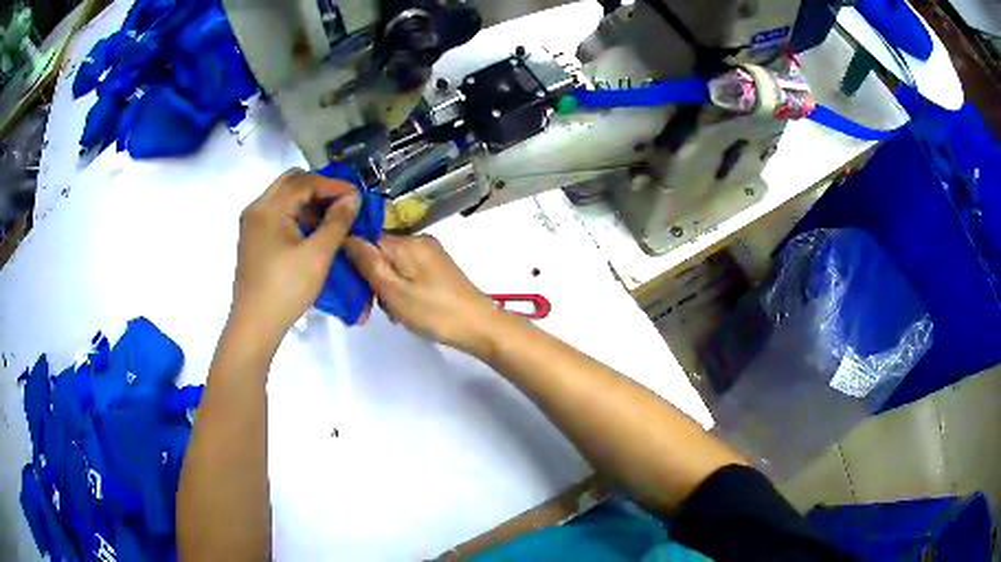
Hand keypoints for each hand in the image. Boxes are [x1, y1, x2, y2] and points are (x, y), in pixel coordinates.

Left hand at [230, 169, 360, 346]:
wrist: (254, 326)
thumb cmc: (285, 289)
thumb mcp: (317, 255)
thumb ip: (337, 222)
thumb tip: (353, 198)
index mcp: (268, 208)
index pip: (304, 182)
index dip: (333, 185)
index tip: (358, 196)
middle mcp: (257, 209)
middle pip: (291, 183)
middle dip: (319, 188)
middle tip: (343, 202)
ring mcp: (252, 225)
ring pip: (284, 198)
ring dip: (308, 201)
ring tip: (332, 217)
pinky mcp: (253, 240)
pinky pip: (278, 215)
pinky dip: (297, 215)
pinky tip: (313, 231)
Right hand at [344, 234, 503, 356]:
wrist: (480, 326)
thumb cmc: (434, 312)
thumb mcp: (394, 291)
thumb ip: (368, 263)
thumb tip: (346, 236)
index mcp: (406, 242)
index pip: (366, 239)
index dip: (352, 260)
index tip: (349, 286)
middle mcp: (418, 241)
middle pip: (379, 252)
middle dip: (370, 279)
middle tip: (370, 309)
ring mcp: (429, 254)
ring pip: (392, 265)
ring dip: (385, 288)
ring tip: (392, 313)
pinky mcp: (437, 268)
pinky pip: (407, 272)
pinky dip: (400, 289)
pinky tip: (404, 310)